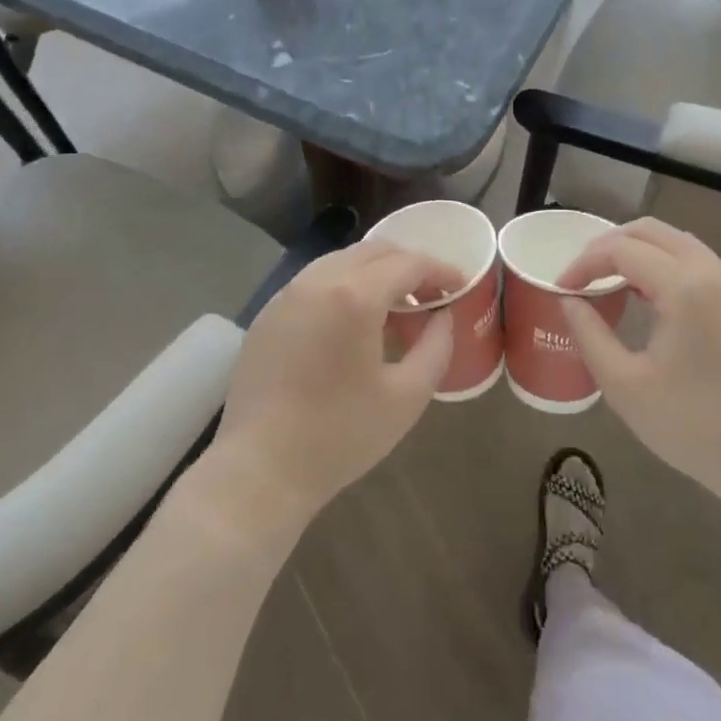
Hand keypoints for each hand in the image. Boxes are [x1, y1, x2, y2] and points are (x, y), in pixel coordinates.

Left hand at [211, 239, 464, 527]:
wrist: (259, 469)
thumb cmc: (340, 436)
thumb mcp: (406, 397)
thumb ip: (436, 346)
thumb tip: (443, 316)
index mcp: (354, 296)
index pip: (408, 263)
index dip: (441, 269)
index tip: (461, 285)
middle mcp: (318, 281)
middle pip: (374, 251)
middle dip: (409, 265)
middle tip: (432, 294)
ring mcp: (287, 294)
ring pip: (342, 260)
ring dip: (376, 272)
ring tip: (397, 305)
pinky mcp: (268, 313)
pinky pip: (316, 280)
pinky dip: (345, 284)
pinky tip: (354, 320)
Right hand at [556, 219, 720, 493]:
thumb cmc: (695, 426)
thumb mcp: (625, 385)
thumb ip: (589, 334)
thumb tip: (568, 300)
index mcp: (685, 287)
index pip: (621, 250)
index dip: (584, 263)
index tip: (561, 288)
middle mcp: (713, 271)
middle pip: (650, 231)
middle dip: (608, 245)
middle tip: (581, 276)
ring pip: (675, 241)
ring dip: (637, 251)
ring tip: (608, 281)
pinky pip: (695, 260)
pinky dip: (662, 263)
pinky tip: (645, 295)